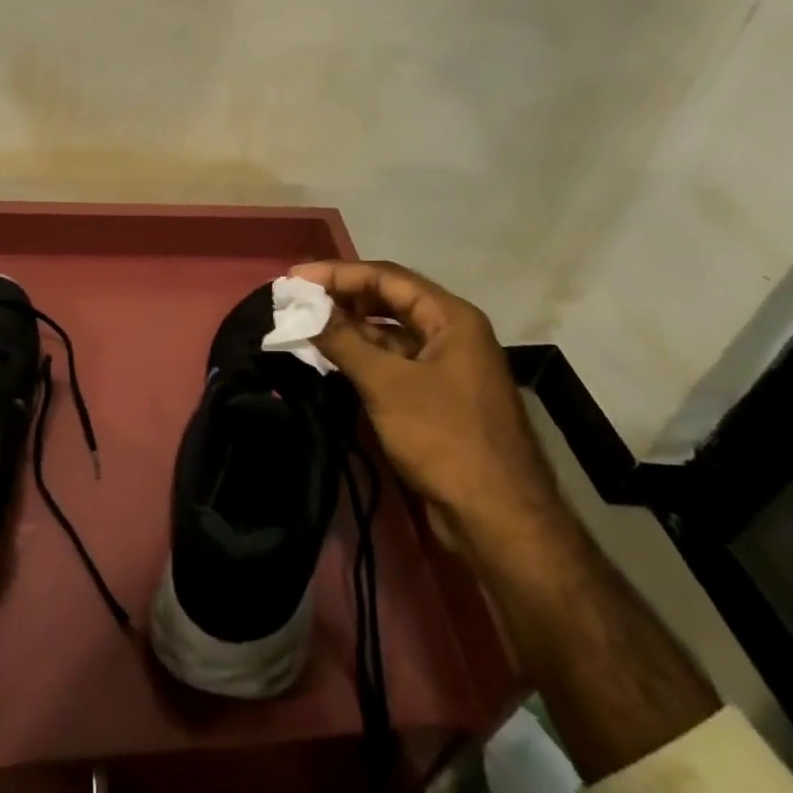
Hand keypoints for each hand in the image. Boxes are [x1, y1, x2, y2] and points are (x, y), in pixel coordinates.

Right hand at [289, 260, 564, 543]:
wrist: (497, 518)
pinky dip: (363, 358)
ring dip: (351, 329)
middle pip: (390, 301)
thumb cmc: (444, 437)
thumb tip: (304, 308)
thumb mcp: (387, 384)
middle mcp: (451, 334)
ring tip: (306, 326)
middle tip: (298, 300)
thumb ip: (344, 341)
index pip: (388, 278)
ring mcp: (445, 367)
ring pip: (390, 334)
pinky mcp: (436, 398)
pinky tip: (332, 360)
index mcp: (451, 318)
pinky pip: (394, 363)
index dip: (339, 274)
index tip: (295, 277)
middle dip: (343, 298)